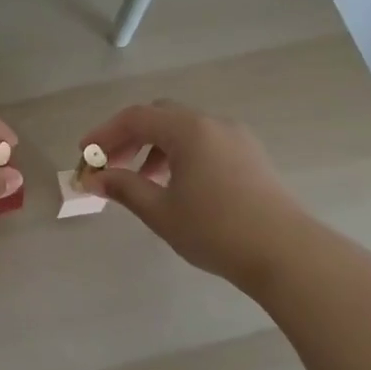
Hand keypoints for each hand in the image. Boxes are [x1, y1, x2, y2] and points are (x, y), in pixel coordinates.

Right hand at [80, 100, 304, 289]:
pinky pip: (204, 142)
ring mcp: (236, 137)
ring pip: (183, 129)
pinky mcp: (250, 156)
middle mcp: (213, 123)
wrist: (286, 253)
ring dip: (154, 147)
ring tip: (140, 180)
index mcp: (189, 130)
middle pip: (160, 116)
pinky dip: (179, 154)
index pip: (136, 118)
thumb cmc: (216, 230)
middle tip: (109, 166)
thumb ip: (124, 188)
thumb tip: (94, 179)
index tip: (84, 155)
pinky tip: (175, 185)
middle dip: (129, 138)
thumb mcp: (160, 211)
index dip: (104, 134)